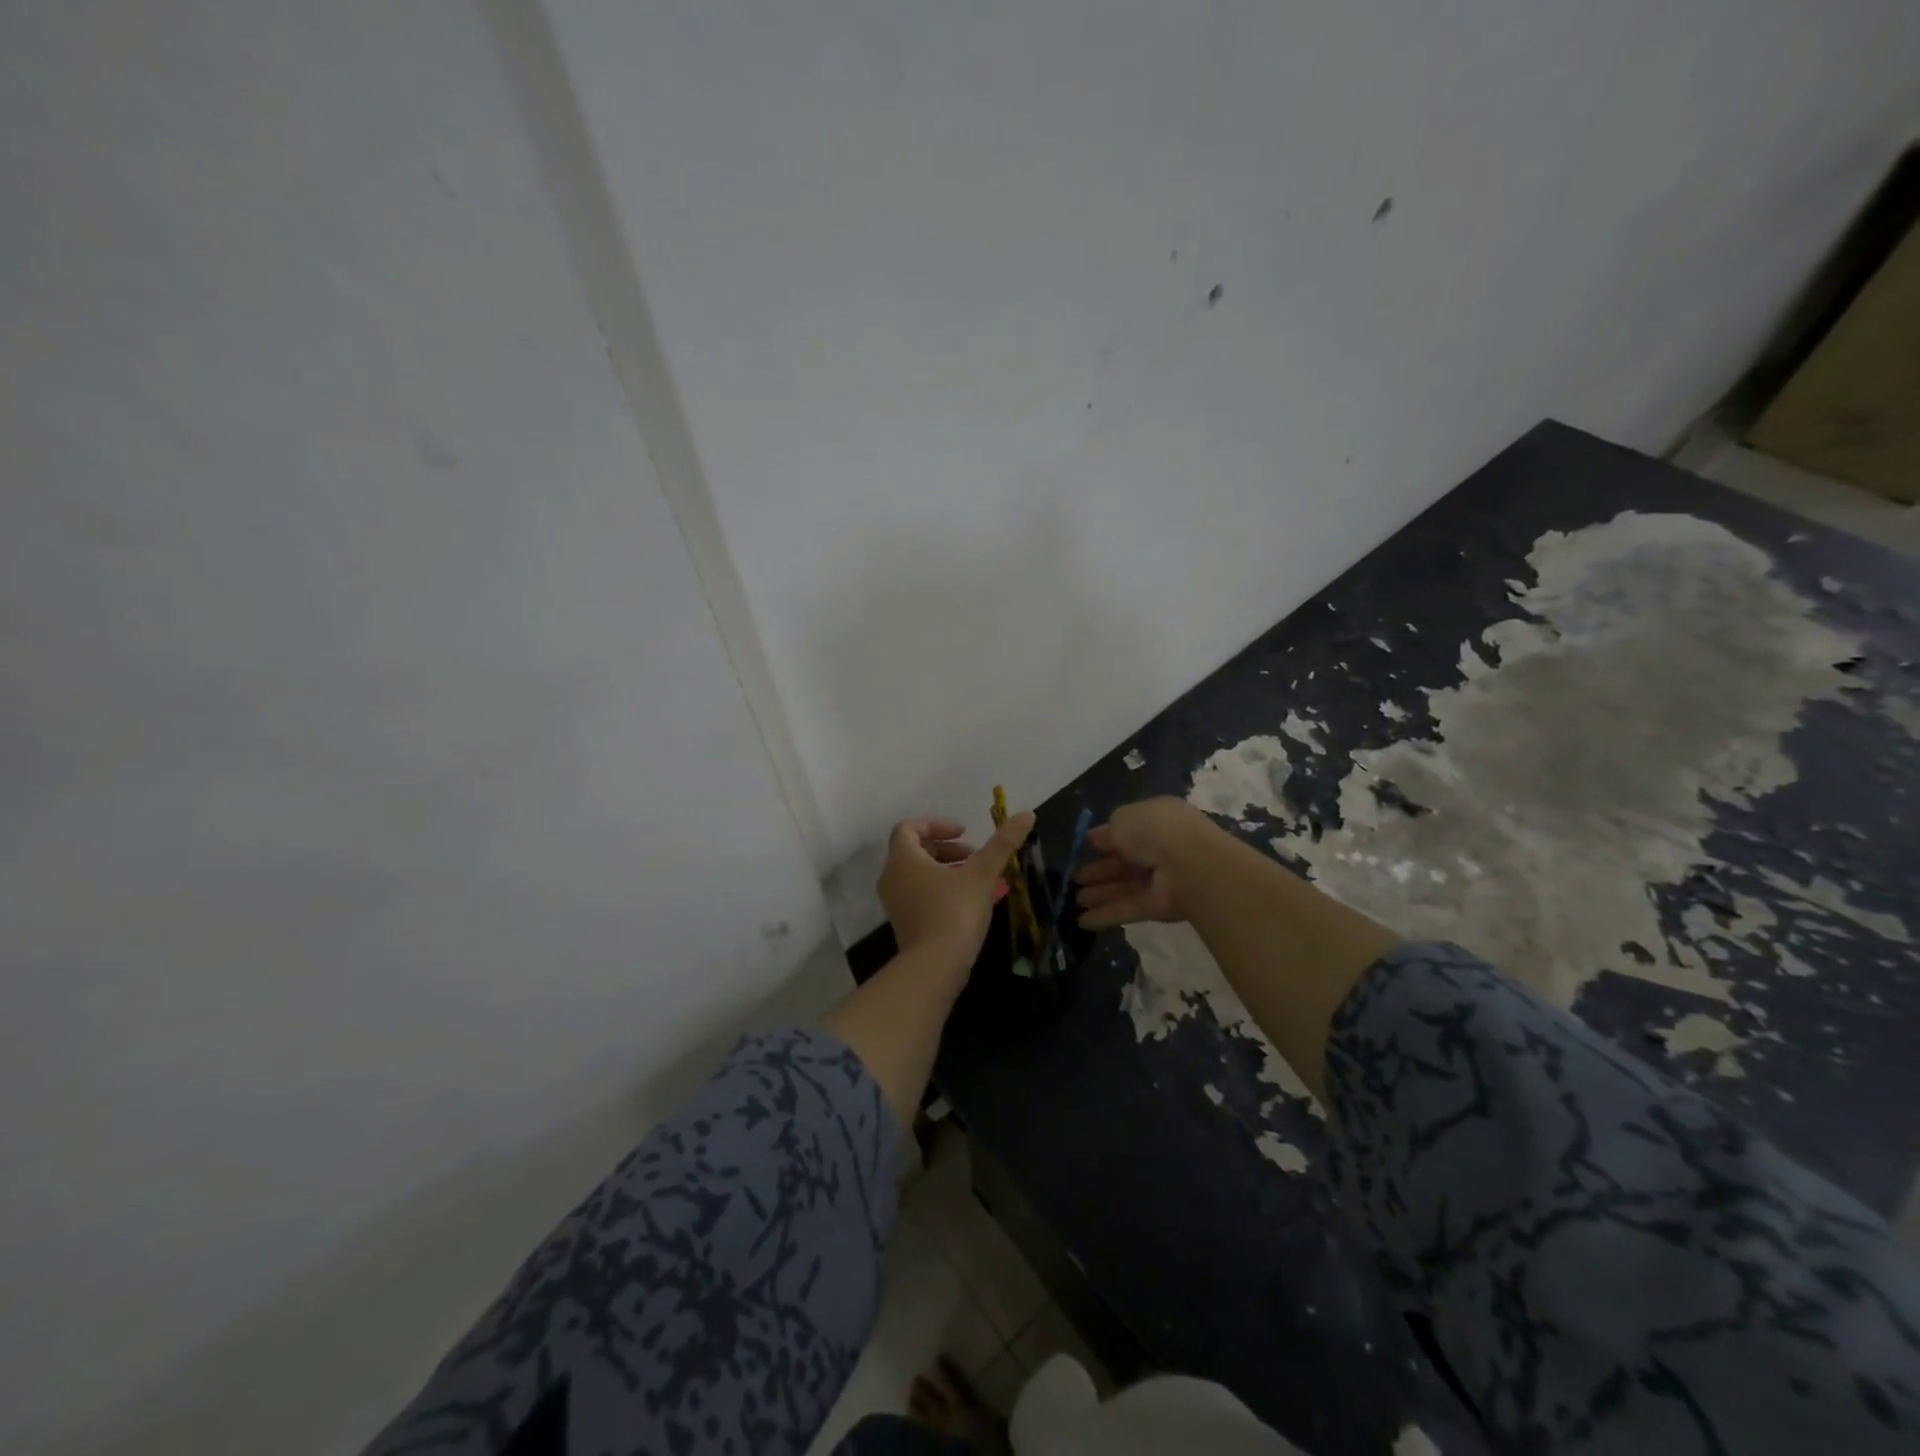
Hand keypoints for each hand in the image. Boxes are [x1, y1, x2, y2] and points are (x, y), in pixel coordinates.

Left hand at [879, 812, 1034, 969]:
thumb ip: (1003, 843)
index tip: (965, 832)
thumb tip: (1026, 813)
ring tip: (976, 878)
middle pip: (914, 850)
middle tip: (974, 855)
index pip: (910, 828)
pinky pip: (919, 894)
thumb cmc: (955, 912)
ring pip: (918, 874)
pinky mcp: (903, 923)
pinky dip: (940, 889)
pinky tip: (969, 901)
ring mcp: (895, 902)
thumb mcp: (982, 874)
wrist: (935, 967)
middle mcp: (892, 876)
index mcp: (903, 858)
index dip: (937, 825)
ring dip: (945, 869)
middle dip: (946, 848)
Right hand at [1074, 797, 1211, 929]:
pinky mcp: (1157, 907)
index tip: (1084, 849)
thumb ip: (1107, 831)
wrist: (1187, 863)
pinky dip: (1104, 915)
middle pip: (1121, 863)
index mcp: (1153, 822)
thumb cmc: (1153, 830)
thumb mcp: (1122, 819)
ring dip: (1098, 893)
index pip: (1125, 833)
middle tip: (1073, 880)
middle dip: (1097, 872)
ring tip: (1073, 900)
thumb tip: (1095, 838)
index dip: (1103, 841)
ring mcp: (1158, 880)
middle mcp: (1157, 850)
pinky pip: (1126, 909)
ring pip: (1122, 887)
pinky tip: (1081, 921)